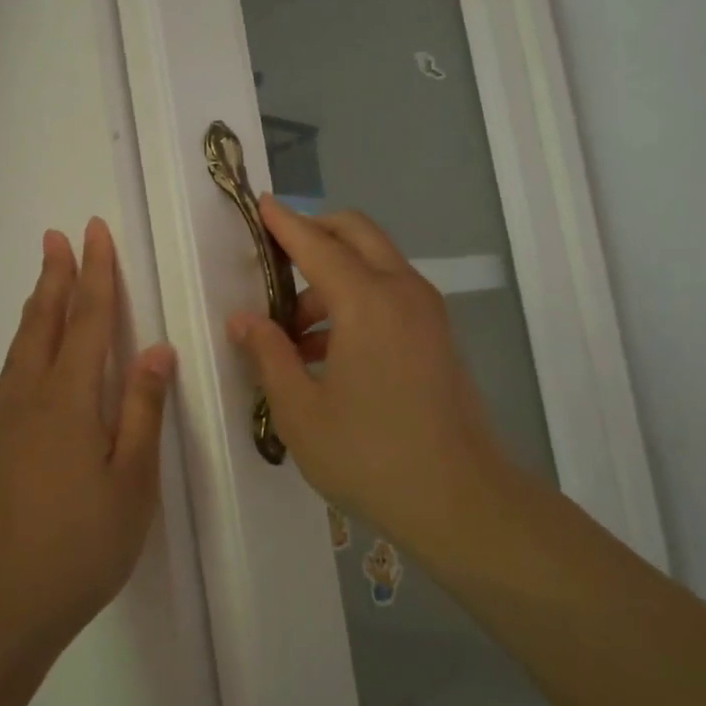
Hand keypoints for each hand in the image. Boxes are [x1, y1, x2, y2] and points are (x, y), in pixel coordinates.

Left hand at [0, 219, 175, 666]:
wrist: (3, 605)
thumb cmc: (82, 546)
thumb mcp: (131, 482)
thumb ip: (142, 410)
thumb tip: (157, 349)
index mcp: (68, 402)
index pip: (89, 322)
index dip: (96, 276)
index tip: (96, 234)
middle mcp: (32, 399)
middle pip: (47, 324)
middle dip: (58, 277)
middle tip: (59, 236)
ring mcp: (9, 421)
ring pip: (23, 345)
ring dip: (39, 305)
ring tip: (47, 276)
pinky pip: (13, 370)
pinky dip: (26, 340)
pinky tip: (31, 349)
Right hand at [227, 197, 508, 554]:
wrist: (461, 501)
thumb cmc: (370, 456)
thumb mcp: (300, 411)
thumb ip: (269, 355)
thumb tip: (243, 319)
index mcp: (366, 302)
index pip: (316, 244)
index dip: (284, 223)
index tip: (259, 203)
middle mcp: (402, 291)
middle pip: (356, 234)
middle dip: (314, 233)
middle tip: (274, 261)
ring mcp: (427, 312)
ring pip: (375, 264)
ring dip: (332, 277)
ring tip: (292, 332)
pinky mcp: (437, 335)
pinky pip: (390, 294)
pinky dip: (356, 299)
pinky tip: (327, 351)